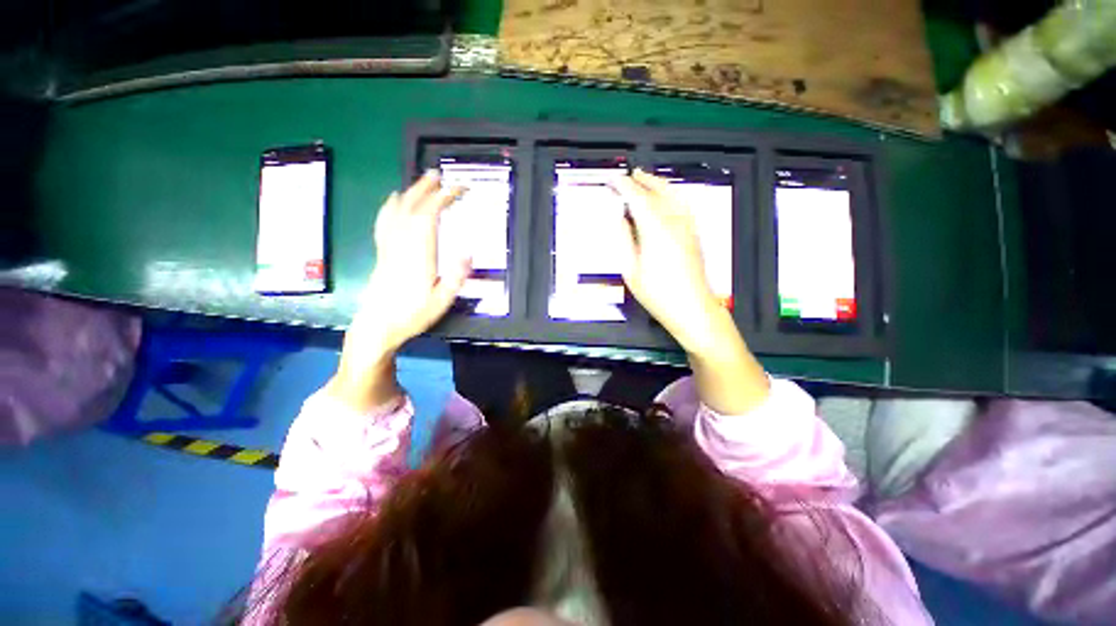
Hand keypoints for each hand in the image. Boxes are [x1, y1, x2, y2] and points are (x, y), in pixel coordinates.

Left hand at [330, 172, 470, 411]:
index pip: (428, 217)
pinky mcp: (382, 252)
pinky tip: (394, 199)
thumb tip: (468, 251)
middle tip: (439, 175)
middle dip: (427, 189)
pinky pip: (384, 222)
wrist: (378, 326)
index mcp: (418, 255)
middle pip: (411, 208)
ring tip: (422, 180)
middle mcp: (401, 245)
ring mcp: (388, 247)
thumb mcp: (441, 301)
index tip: (457, 190)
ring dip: (411, 192)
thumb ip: (456, 277)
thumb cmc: (412, 315)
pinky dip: (390, 206)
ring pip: (397, 211)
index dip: (442, 199)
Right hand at [610, 169, 726, 353]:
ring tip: (646, 180)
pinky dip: (672, 194)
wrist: (692, 308)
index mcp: (655, 230)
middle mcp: (674, 222)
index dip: (624, 186)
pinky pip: (683, 204)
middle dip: (642, 180)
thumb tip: (619, 218)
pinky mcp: (695, 234)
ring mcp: (688, 227)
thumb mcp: (631, 270)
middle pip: (658, 192)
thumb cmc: (658, 294)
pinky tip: (668, 198)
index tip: (613, 180)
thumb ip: (624, 240)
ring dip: (659, 184)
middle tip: (629, 175)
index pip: (637, 198)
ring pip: (674, 195)